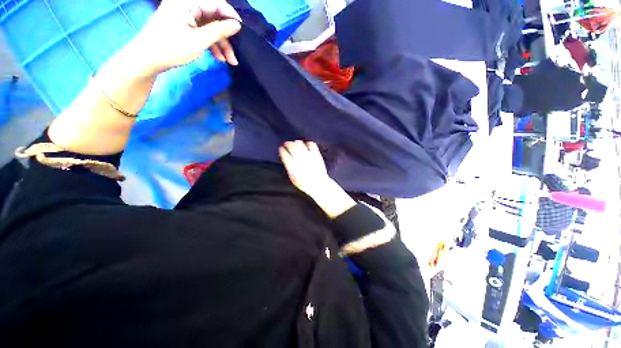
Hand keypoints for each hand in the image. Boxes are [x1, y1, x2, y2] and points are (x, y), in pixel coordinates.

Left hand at [128, 0, 241, 77]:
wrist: (147, 59)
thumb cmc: (171, 48)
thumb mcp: (198, 40)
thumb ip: (219, 31)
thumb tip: (237, 25)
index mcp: (187, 2)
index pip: (216, 3)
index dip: (231, 16)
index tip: (243, 31)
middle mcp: (187, 5)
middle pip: (214, 17)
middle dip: (226, 36)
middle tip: (235, 52)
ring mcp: (185, 16)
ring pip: (210, 27)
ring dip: (221, 44)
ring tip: (230, 61)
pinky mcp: (184, 26)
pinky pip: (203, 32)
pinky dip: (212, 44)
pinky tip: (219, 58)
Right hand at [280, 141, 355, 217]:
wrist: (319, 184)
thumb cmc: (305, 184)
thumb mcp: (293, 179)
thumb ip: (289, 169)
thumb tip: (286, 161)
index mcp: (293, 167)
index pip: (285, 154)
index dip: (282, 150)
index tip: (281, 149)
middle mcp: (300, 160)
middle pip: (292, 147)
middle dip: (288, 144)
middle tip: (287, 143)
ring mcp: (309, 156)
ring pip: (301, 144)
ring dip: (297, 142)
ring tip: (296, 142)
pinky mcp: (316, 155)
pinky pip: (312, 145)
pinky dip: (308, 143)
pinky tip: (307, 144)